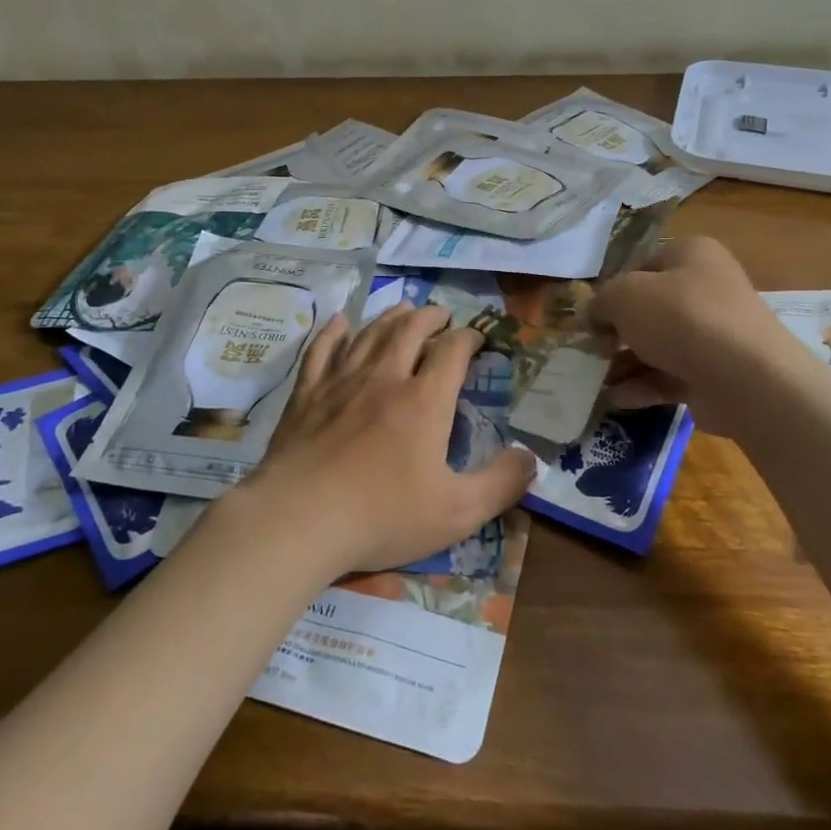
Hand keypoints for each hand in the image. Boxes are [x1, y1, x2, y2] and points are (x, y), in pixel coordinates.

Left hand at [239, 303, 536, 574]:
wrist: (299, 519)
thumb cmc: (382, 515)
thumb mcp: (457, 512)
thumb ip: (501, 483)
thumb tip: (532, 457)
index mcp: (424, 401)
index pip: (452, 352)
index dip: (468, 338)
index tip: (477, 338)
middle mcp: (385, 377)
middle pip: (411, 330)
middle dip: (431, 317)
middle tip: (442, 314)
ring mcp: (341, 381)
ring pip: (370, 334)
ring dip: (391, 317)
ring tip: (404, 309)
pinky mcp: (307, 394)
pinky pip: (321, 350)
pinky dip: (333, 332)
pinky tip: (338, 322)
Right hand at [589, 236, 784, 407]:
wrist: (748, 379)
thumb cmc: (682, 318)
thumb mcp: (625, 296)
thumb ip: (601, 302)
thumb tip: (595, 316)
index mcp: (691, 255)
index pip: (640, 266)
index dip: (612, 291)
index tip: (593, 318)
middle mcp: (706, 288)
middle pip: (648, 308)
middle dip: (616, 333)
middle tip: (595, 351)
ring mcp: (714, 333)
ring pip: (658, 345)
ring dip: (625, 363)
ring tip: (597, 382)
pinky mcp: (716, 374)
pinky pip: (671, 375)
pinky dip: (644, 385)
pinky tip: (617, 399)